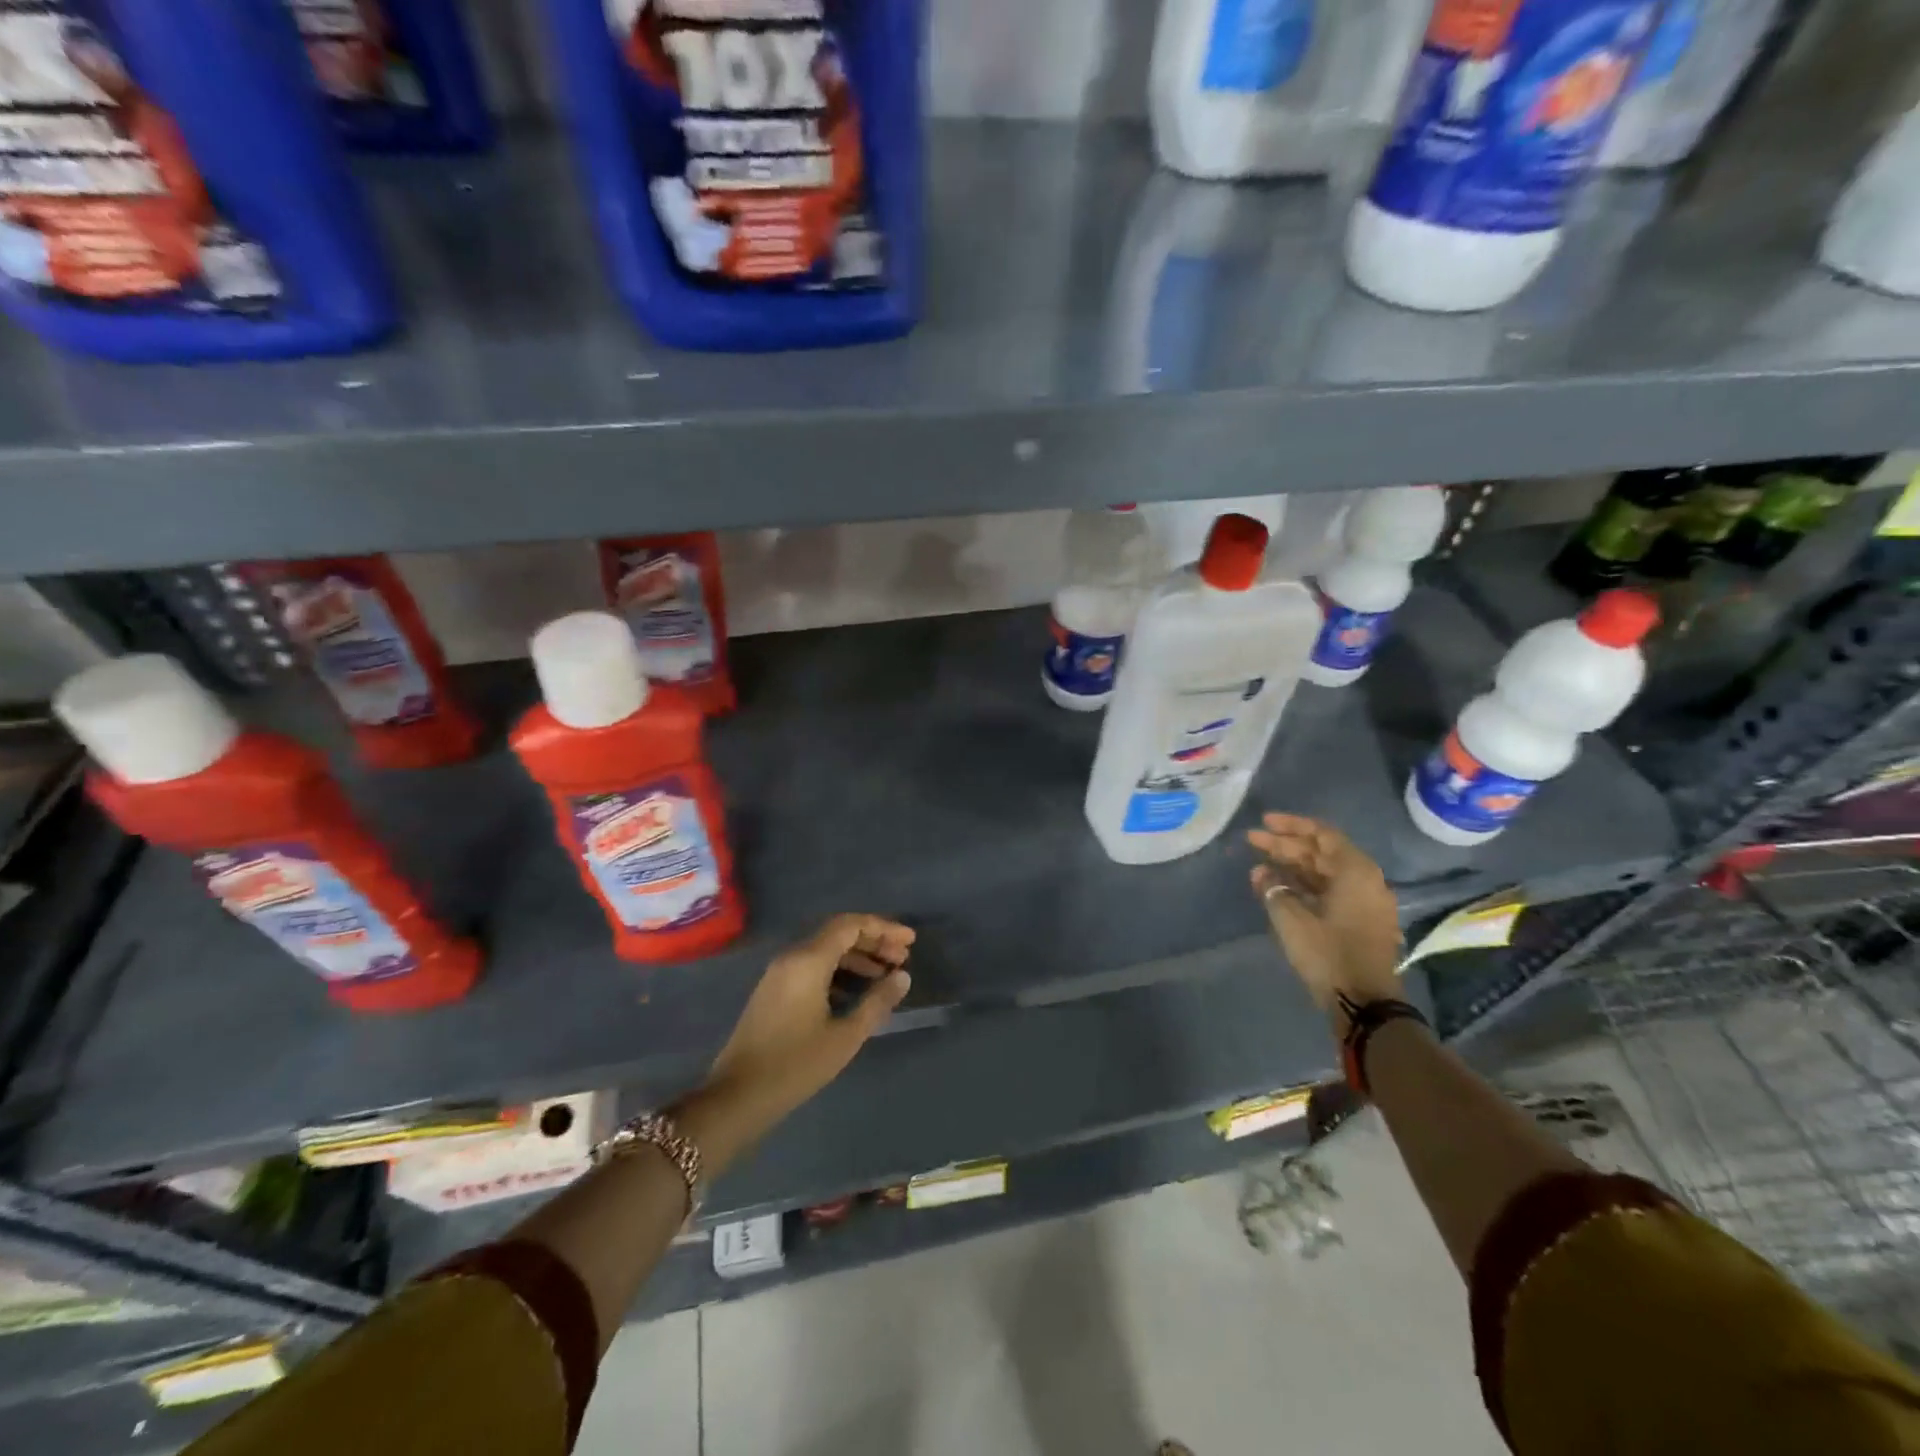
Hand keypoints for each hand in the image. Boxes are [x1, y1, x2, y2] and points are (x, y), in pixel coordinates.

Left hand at [686, 916, 913, 1164]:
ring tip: (886, 975)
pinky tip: (856, 992)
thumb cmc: (795, 1065)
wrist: (737, 1097)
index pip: (850, 925)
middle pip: (838, 934)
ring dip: (857, 957)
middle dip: (873, 941)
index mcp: (808, 960)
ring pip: (825, 950)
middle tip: (903, 957)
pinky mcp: (774, 991)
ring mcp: (779, 974)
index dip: (883, 928)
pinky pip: (813, 966)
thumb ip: (877, 1002)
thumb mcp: (845, 1036)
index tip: (910, 941)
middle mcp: (792, 957)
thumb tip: (902, 976)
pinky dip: (839, 970)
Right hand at [1247, 813, 1402, 1030]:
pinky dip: (1304, 885)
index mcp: (1355, 872)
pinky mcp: (1360, 922)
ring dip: (1293, 866)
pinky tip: (1279, 887)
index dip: (1291, 825)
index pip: (1322, 834)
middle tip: (1253, 841)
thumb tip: (1261, 872)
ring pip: (1325, 873)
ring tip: (1260, 863)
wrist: (1364, 1005)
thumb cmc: (1328, 954)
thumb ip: (1274, 889)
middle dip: (1287, 845)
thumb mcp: (1292, 919)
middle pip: (1322, 853)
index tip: (1263, 822)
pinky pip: (1330, 891)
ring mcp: (1365, 903)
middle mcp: (1366, 881)